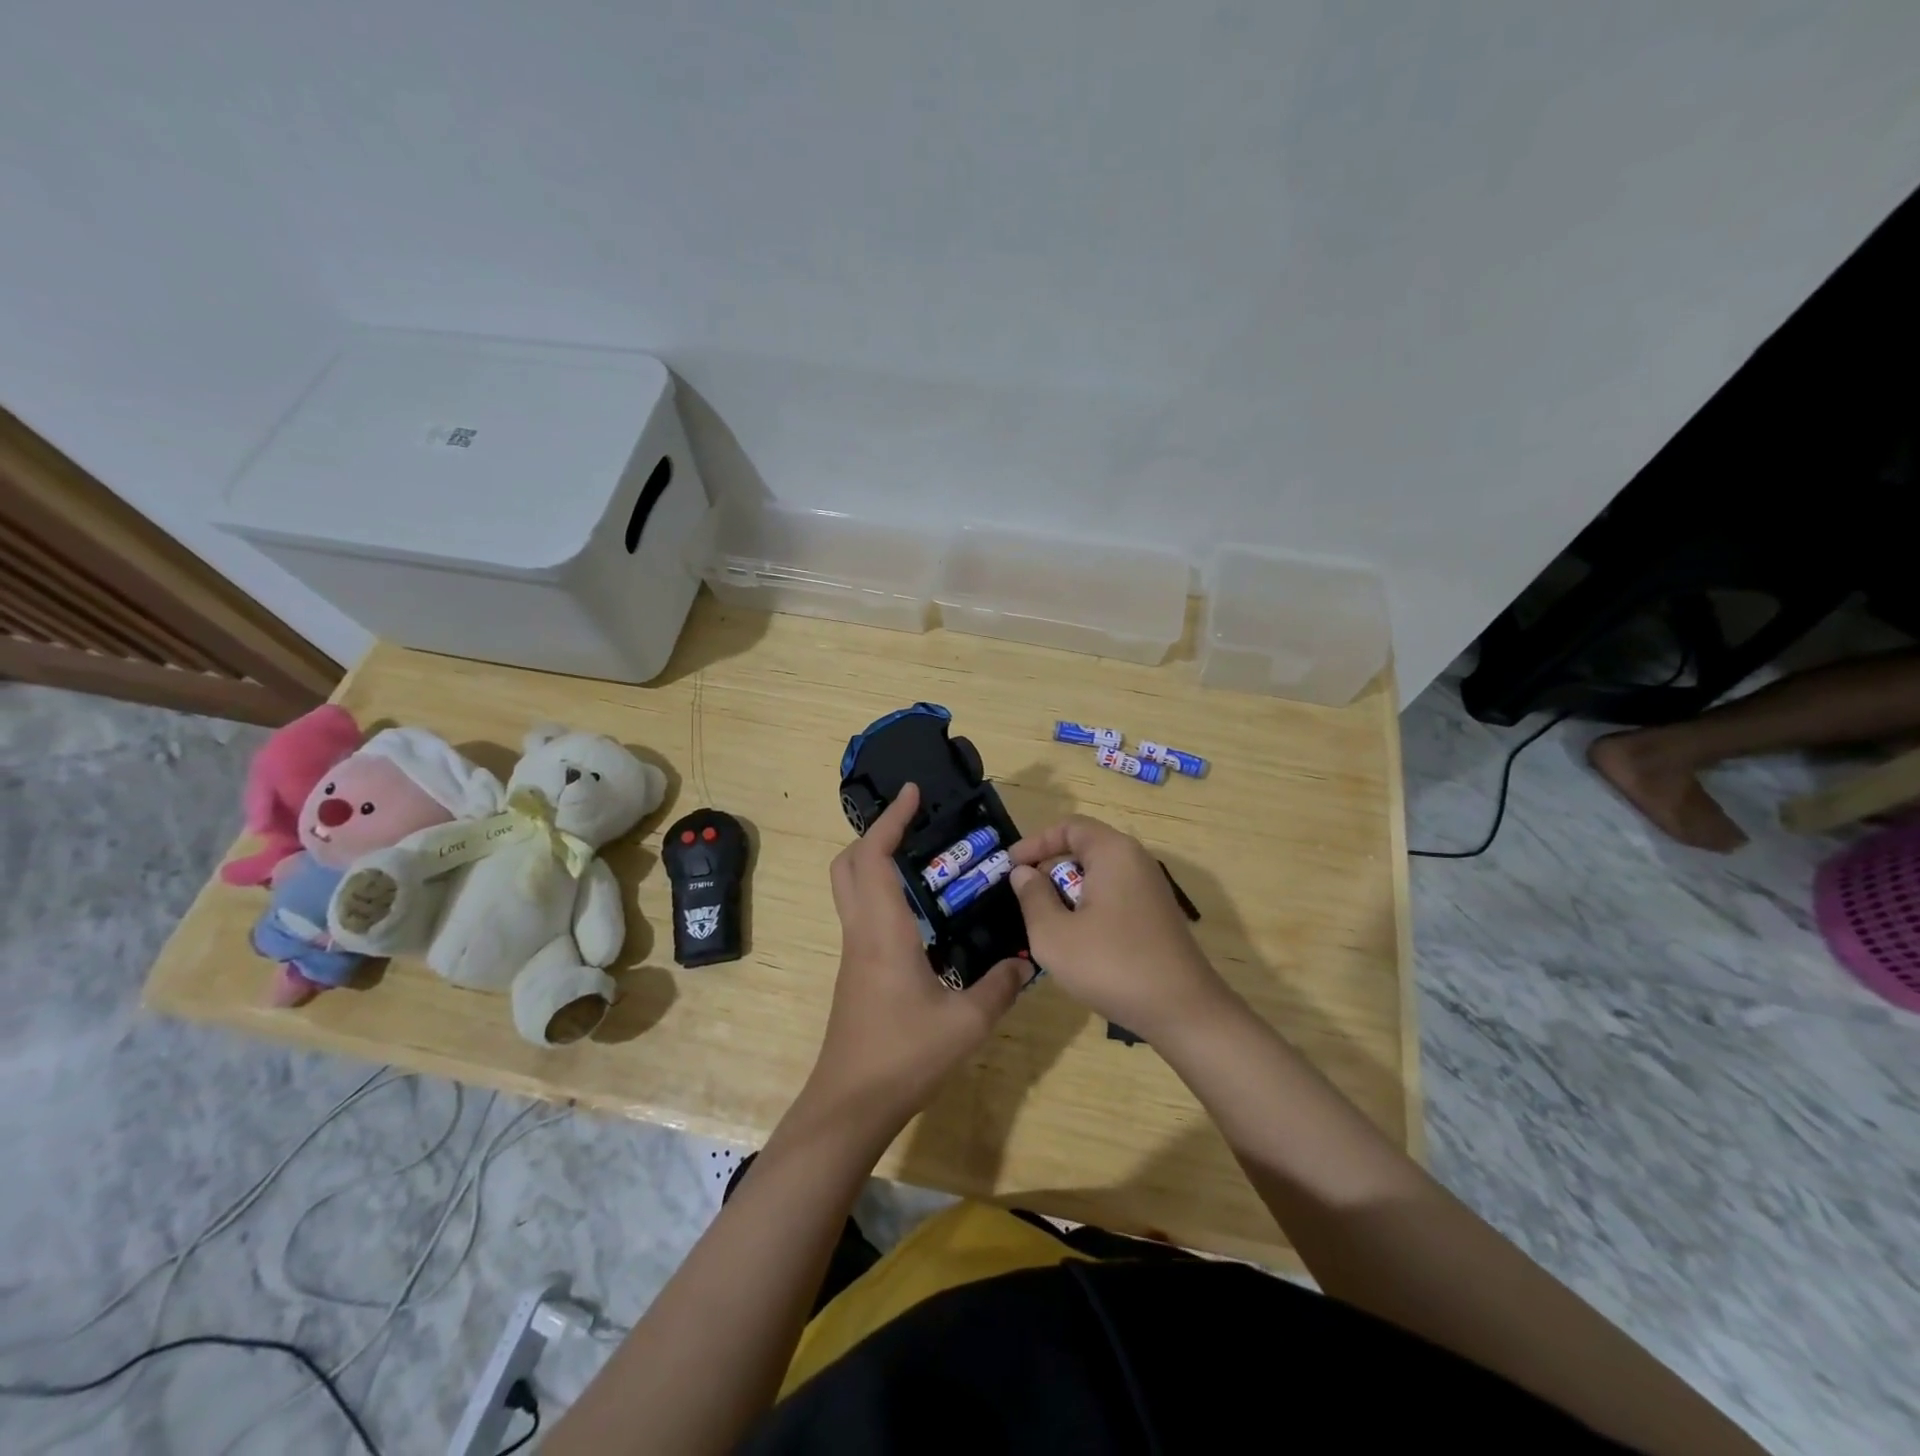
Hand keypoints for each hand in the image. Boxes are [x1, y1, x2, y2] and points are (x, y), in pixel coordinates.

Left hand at [805, 783, 1029, 1137]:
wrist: (850, 1105)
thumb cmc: (904, 1056)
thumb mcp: (966, 1023)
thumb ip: (999, 986)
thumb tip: (1024, 961)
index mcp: (883, 931)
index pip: (874, 857)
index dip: (890, 819)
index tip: (911, 793)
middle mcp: (861, 932)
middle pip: (848, 865)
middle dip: (875, 834)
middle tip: (914, 824)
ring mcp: (854, 953)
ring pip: (852, 889)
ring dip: (878, 862)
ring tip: (926, 861)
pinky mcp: (856, 972)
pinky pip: (864, 914)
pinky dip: (884, 894)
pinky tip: (924, 914)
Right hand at [1008, 815, 1230, 1039]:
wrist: (1182, 1010)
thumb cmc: (1111, 965)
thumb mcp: (1054, 934)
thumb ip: (1033, 897)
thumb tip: (1024, 873)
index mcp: (1113, 853)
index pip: (1069, 826)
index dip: (1035, 842)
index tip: (1010, 866)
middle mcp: (1136, 861)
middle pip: (1085, 848)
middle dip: (1050, 868)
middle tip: (1024, 897)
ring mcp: (1150, 889)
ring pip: (1099, 875)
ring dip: (1068, 891)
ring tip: (1046, 920)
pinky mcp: (1156, 915)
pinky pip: (1114, 895)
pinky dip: (1089, 906)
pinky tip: (1077, 940)